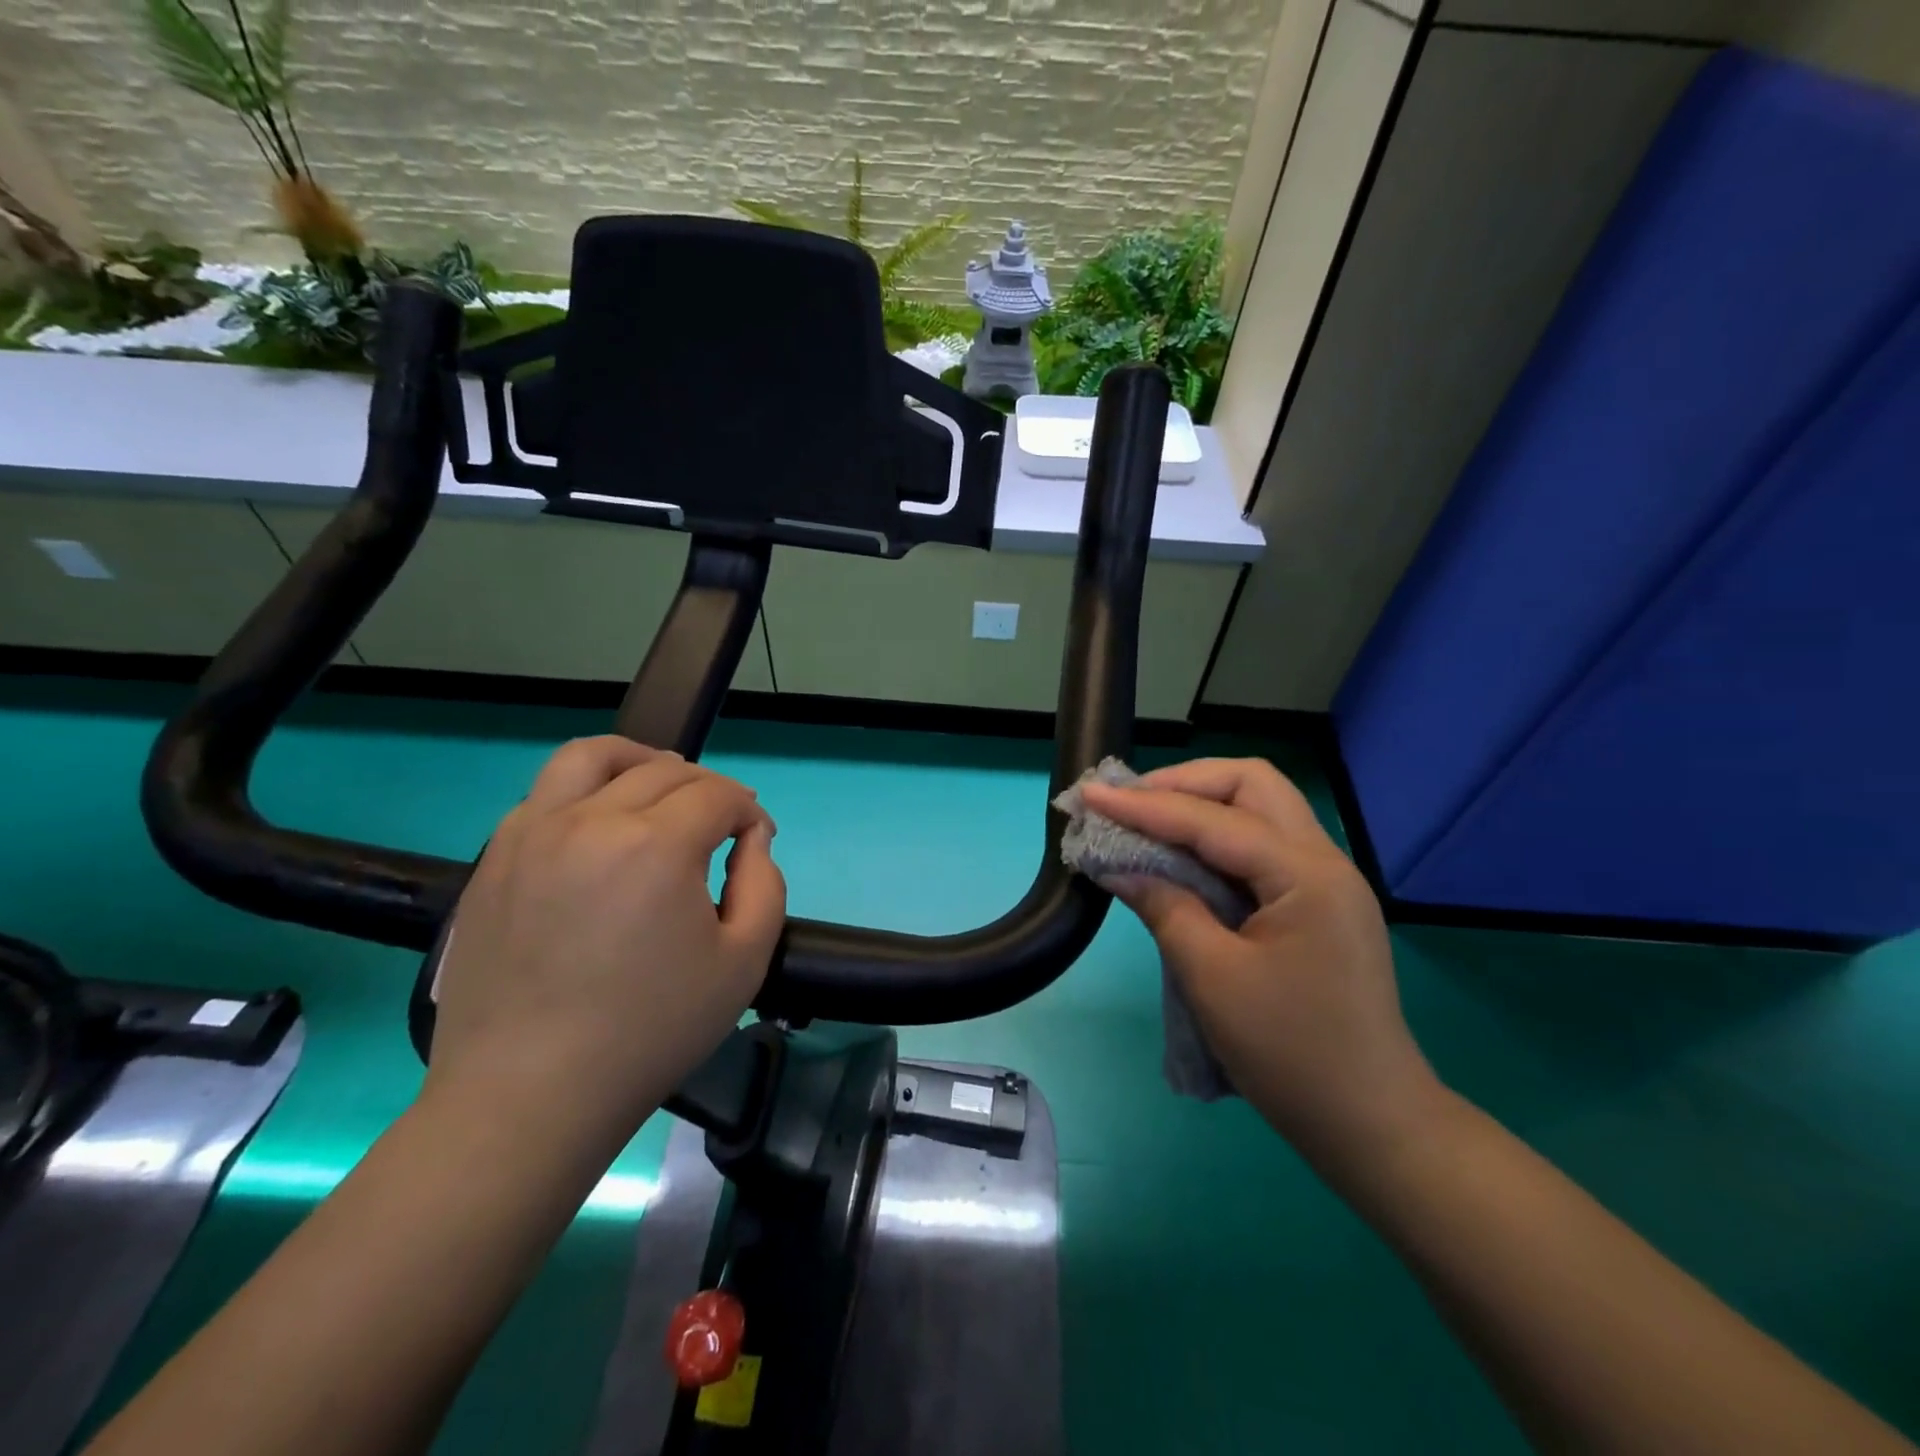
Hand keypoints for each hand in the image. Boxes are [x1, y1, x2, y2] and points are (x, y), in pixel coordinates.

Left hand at [424, 737, 785, 1161]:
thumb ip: (765, 883)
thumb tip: (751, 837)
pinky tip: (601, 825)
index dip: (747, 811)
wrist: (530, 1094)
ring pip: (592, 756)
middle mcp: (591, 820)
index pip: (718, 795)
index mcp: (657, 846)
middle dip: (707, 788)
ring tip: (658, 785)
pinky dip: (586, 789)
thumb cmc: (651, 1031)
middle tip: (722, 823)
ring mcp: (533, 834)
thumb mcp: (744, 962)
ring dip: (639, 760)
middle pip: (665, 770)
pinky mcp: (496, 858)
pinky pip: (545, 793)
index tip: (755, 839)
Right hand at [1081, 758, 1440, 1165]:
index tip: (1092, 795)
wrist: (1371, 1124)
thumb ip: (1165, 907)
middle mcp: (1323, 861)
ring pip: (1260, 808)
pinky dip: (1215, 838)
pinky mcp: (1317, 903)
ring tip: (1146, 819)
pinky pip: (1261, 845)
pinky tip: (1181, 855)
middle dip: (1184, 783)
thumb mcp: (1212, 978)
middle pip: (1251, 784)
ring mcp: (1326, 881)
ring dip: (1200, 804)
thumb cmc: (1291, 1053)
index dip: (1145, 805)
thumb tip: (1118, 867)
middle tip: (1130, 803)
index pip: (1212, 818)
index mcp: (1306, 874)